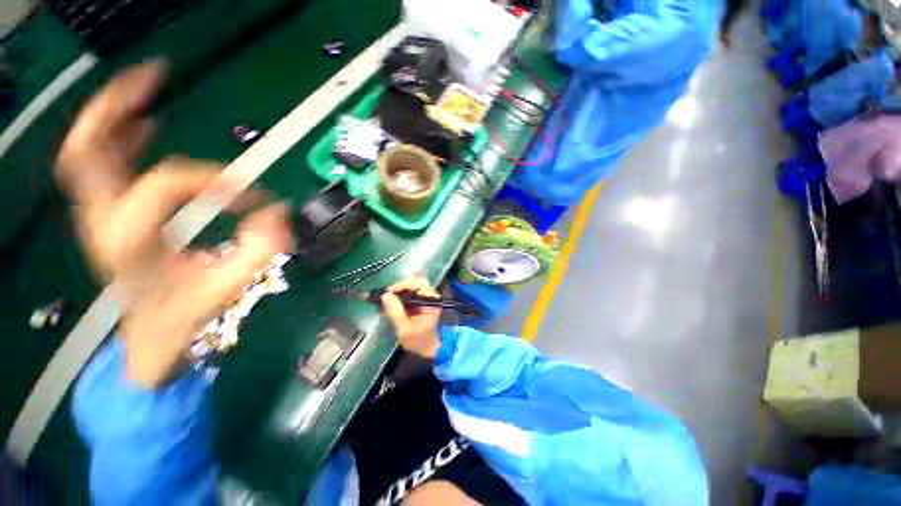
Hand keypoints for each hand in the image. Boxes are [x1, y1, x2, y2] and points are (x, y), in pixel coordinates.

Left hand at [57, 62, 292, 388]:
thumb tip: (278, 213)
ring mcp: (101, 216)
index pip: (167, 184)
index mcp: (129, 242)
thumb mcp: (228, 288)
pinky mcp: (111, 215)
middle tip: (156, 76)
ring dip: (113, 112)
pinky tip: (145, 122)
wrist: (150, 337)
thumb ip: (259, 250)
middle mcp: (103, 222)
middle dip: (116, 106)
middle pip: (85, 151)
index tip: (257, 200)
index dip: (217, 183)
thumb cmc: (185, 316)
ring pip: (85, 151)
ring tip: (149, 84)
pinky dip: (118, 136)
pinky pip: (102, 166)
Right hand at [381, 274, 441, 358]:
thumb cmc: (419, 341)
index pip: (417, 283)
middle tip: (387, 295)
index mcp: (431, 299)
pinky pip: (411, 290)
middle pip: (415, 280)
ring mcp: (427, 296)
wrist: (430, 349)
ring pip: (412, 284)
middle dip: (399, 285)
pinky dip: (401, 293)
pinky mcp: (422, 300)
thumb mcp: (405, 329)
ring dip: (399, 289)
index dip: (401, 285)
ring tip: (388, 298)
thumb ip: (395, 311)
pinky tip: (393, 301)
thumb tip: (385, 295)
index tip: (388, 292)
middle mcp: (431, 294)